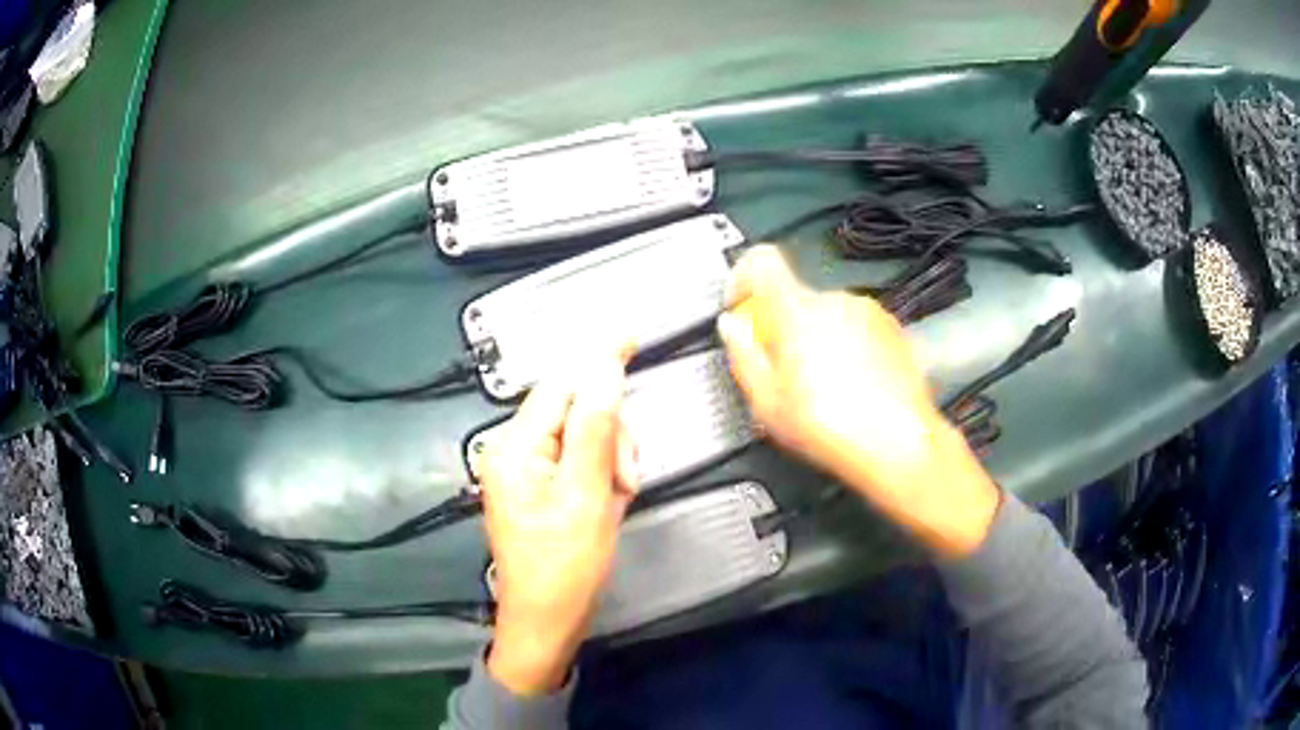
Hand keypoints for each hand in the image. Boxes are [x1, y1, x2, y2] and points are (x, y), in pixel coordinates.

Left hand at [480, 347, 637, 695]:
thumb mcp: (586, 496)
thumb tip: (603, 368)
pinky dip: (602, 474)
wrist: (547, 619)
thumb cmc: (564, 566)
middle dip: (610, 436)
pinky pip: (579, 460)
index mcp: (515, 447)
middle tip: (626, 478)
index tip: (630, 335)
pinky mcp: (540, 486)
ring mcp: (526, 469)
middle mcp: (514, 449)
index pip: (561, 383)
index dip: (597, 359)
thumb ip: (594, 429)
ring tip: (618, 496)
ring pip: (584, 435)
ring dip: (611, 458)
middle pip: (575, 409)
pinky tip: (608, 500)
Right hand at [717, 246, 998, 557]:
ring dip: (819, 338)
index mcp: (798, 310)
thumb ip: (743, 356)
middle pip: (796, 297)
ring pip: (829, 314)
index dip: (743, 277)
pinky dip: (849, 346)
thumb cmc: (829, 427)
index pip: (762, 261)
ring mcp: (870, 311)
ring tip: (827, 387)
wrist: (900, 444)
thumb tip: (732, 326)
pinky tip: (855, 386)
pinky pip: (858, 326)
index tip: (742, 308)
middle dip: (785, 327)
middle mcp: (835, 299)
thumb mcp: (768, 404)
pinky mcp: (894, 328)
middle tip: (787, 373)